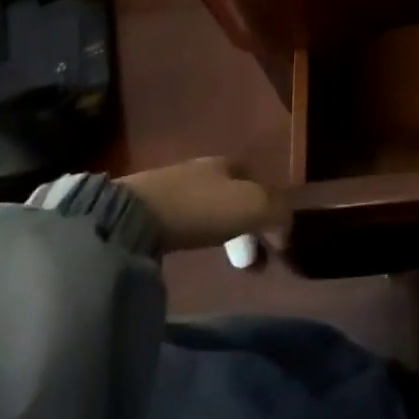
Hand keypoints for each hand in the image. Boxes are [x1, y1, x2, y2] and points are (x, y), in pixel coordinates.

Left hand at [117, 156, 286, 251]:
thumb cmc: (200, 207)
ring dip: (220, 228)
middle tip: (251, 253)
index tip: (274, 237)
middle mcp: (200, 167)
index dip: (269, 205)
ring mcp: (170, 186)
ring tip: (223, 257)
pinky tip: (193, 249)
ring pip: (207, 206)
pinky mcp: (145, 208)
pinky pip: (183, 220)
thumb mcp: (252, 206)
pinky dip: (195, 233)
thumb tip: (287, 232)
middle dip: (245, 220)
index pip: (257, 178)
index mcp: (227, 162)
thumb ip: (278, 214)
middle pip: (232, 192)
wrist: (131, 216)